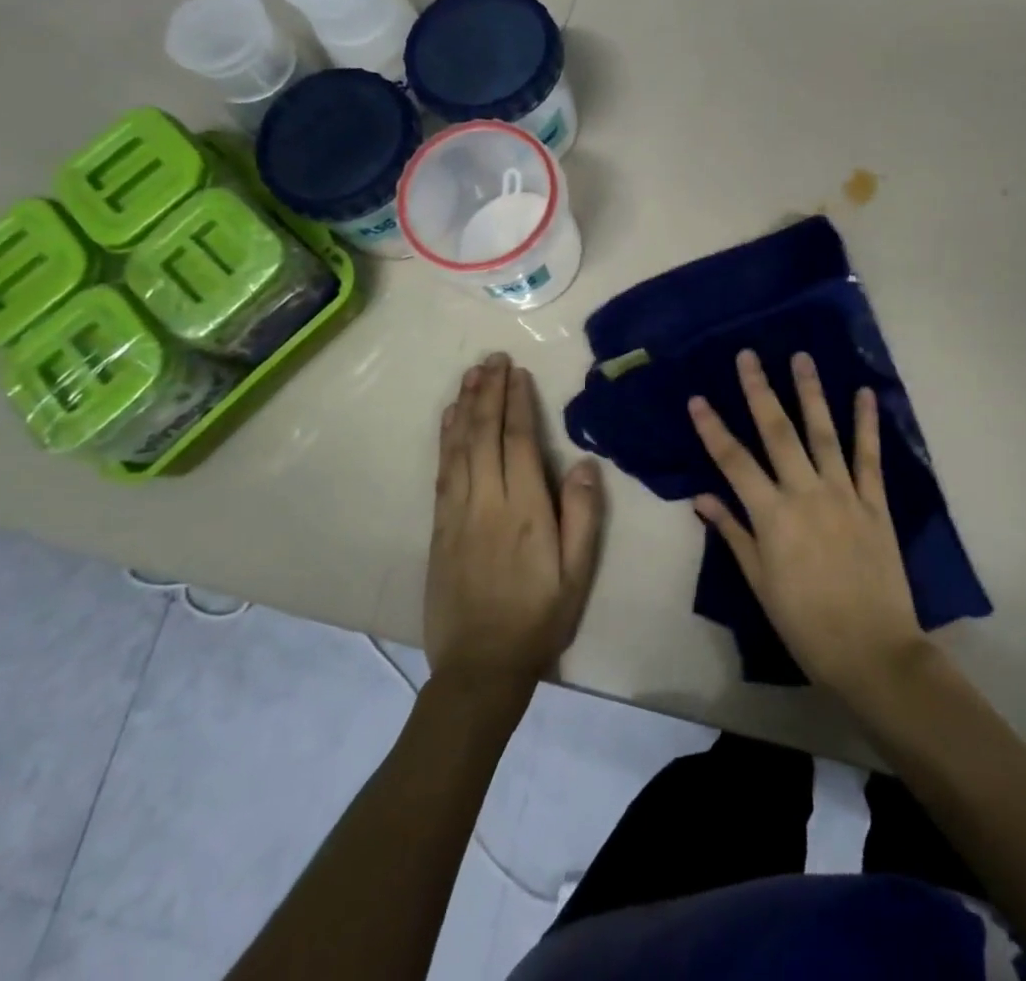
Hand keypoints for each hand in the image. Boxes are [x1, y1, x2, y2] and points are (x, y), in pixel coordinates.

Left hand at [427, 353, 603, 701]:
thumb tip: (586, 463)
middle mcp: (487, 502)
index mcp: (525, 510)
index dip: (518, 403)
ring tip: (471, 374)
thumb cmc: (539, 618)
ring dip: (464, 407)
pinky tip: (449, 419)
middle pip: (484, 434)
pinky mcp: (439, 528)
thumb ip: (583, 516)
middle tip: (492, 358)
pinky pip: (442, 472)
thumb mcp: (577, 573)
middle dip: (488, 392)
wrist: (481, 667)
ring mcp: (458, 513)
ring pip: (459, 447)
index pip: (520, 442)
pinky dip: (445, 440)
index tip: (517, 372)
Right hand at [689, 349, 926, 700]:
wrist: (873, 652)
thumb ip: (734, 534)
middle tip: (748, 356)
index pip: (733, 461)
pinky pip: (869, 456)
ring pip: (823, 433)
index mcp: (772, 516)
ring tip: (801, 357)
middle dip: (759, 391)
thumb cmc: (806, 624)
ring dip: (810, 392)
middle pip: (777, 433)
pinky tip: (865, 394)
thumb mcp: (760, 584)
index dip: (713, 428)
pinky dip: (866, 424)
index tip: (697, 399)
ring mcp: (843, 494)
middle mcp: (805, 493)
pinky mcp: (875, 503)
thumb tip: (702, 497)